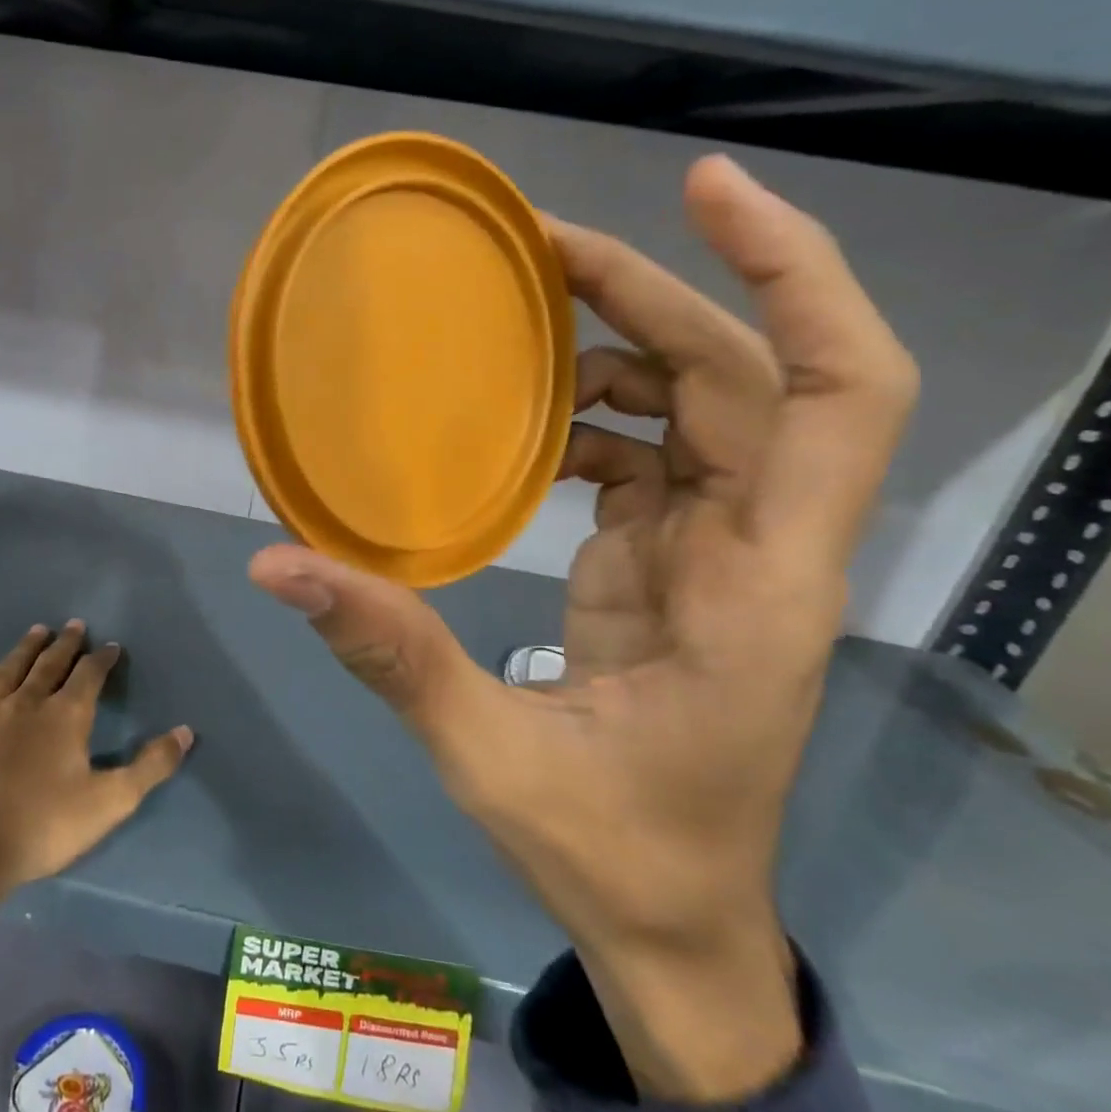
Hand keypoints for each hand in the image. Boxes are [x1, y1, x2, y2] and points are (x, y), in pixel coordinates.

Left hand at [0, 620, 193, 927]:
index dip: (102, 659)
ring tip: (37, 631)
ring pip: (8, 670)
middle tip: (73, 625)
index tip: (111, 646)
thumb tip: (186, 731)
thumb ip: (151, 767)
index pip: (90, 675)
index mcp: (65, 717)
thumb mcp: (109, 803)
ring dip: (25, 649)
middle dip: (65, 644)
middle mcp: (26, 703)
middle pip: (50, 665)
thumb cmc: (40, 830)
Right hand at [249, 156, 916, 1101]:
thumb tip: (276, 564)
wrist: (674, 921)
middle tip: (539, 244)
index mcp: (756, 588)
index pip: (834, 395)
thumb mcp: (485, 753)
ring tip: (527, 313)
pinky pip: (658, 459)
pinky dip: (601, 420)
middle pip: (747, 378)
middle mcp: (761, 550)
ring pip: (707, 408)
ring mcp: (723, 555)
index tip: (707, 191)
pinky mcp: (682, 566)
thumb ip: (388, 650)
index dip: (791, 274)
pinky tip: (531, 425)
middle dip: (653, 292)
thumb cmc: (609, 850)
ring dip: (628, 347)